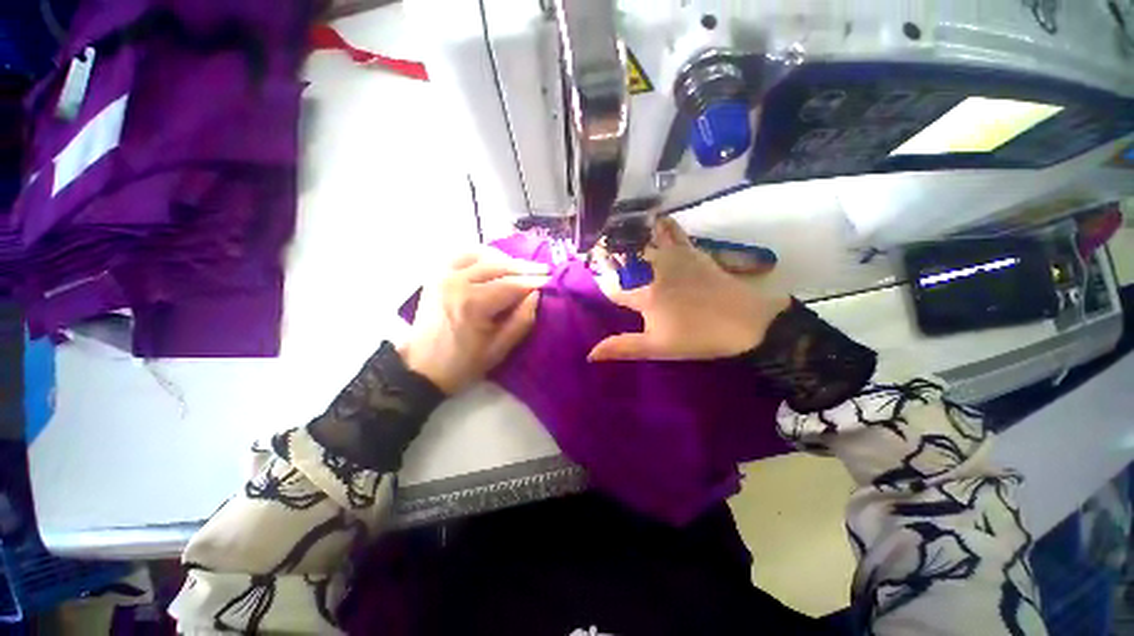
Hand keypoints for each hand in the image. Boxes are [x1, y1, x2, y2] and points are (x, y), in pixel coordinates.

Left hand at [400, 247, 549, 392]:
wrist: (420, 368)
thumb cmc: (463, 364)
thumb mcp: (499, 349)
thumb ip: (521, 320)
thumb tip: (536, 295)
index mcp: (473, 304)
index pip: (511, 285)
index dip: (533, 282)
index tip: (551, 280)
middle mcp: (456, 283)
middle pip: (498, 266)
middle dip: (524, 267)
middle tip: (544, 270)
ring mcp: (443, 276)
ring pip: (480, 255)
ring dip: (504, 259)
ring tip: (521, 267)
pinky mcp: (435, 276)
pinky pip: (460, 255)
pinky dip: (480, 255)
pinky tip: (493, 261)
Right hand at [589, 217, 789, 361]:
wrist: (746, 322)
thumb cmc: (698, 337)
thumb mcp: (658, 348)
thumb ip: (623, 348)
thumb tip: (589, 354)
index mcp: (644, 295)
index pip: (611, 287)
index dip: (597, 282)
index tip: (585, 274)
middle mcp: (654, 271)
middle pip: (624, 259)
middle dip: (606, 253)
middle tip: (595, 248)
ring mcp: (673, 258)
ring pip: (644, 241)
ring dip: (628, 236)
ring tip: (614, 230)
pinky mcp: (691, 252)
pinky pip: (673, 231)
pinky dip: (661, 225)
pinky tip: (655, 219)